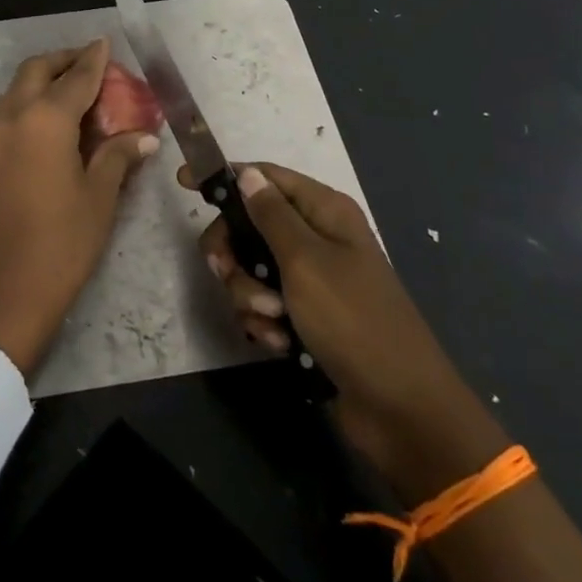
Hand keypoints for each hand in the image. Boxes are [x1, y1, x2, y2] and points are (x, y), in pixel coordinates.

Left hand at [0, 39, 158, 375]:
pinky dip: (23, 104)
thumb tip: (144, 137)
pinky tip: (42, 125)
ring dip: (39, 81)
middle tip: (87, 63)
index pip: (76, 78)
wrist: (1, 291)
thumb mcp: (99, 198)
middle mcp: (12, 116)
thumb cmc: (61, 243)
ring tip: (67, 91)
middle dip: (62, 61)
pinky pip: (2, 114)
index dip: (94, 59)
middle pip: (36, 71)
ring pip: (14, 90)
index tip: (104, 43)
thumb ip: (118, 157)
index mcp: (46, 119)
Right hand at [186, 162, 466, 437]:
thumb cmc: (353, 321)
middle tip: (226, 272)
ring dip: (249, 295)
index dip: (225, 178)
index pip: (265, 177)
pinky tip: (279, 343)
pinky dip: (263, 322)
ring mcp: (309, 280)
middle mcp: (316, 238)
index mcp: (324, 212)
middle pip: (249, 225)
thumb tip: (246, 173)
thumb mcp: (305, 261)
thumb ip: (270, 215)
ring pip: (250, 269)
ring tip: (273, 320)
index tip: (183, 183)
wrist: (399, 408)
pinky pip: (262, 306)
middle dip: (233, 253)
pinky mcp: (303, 317)